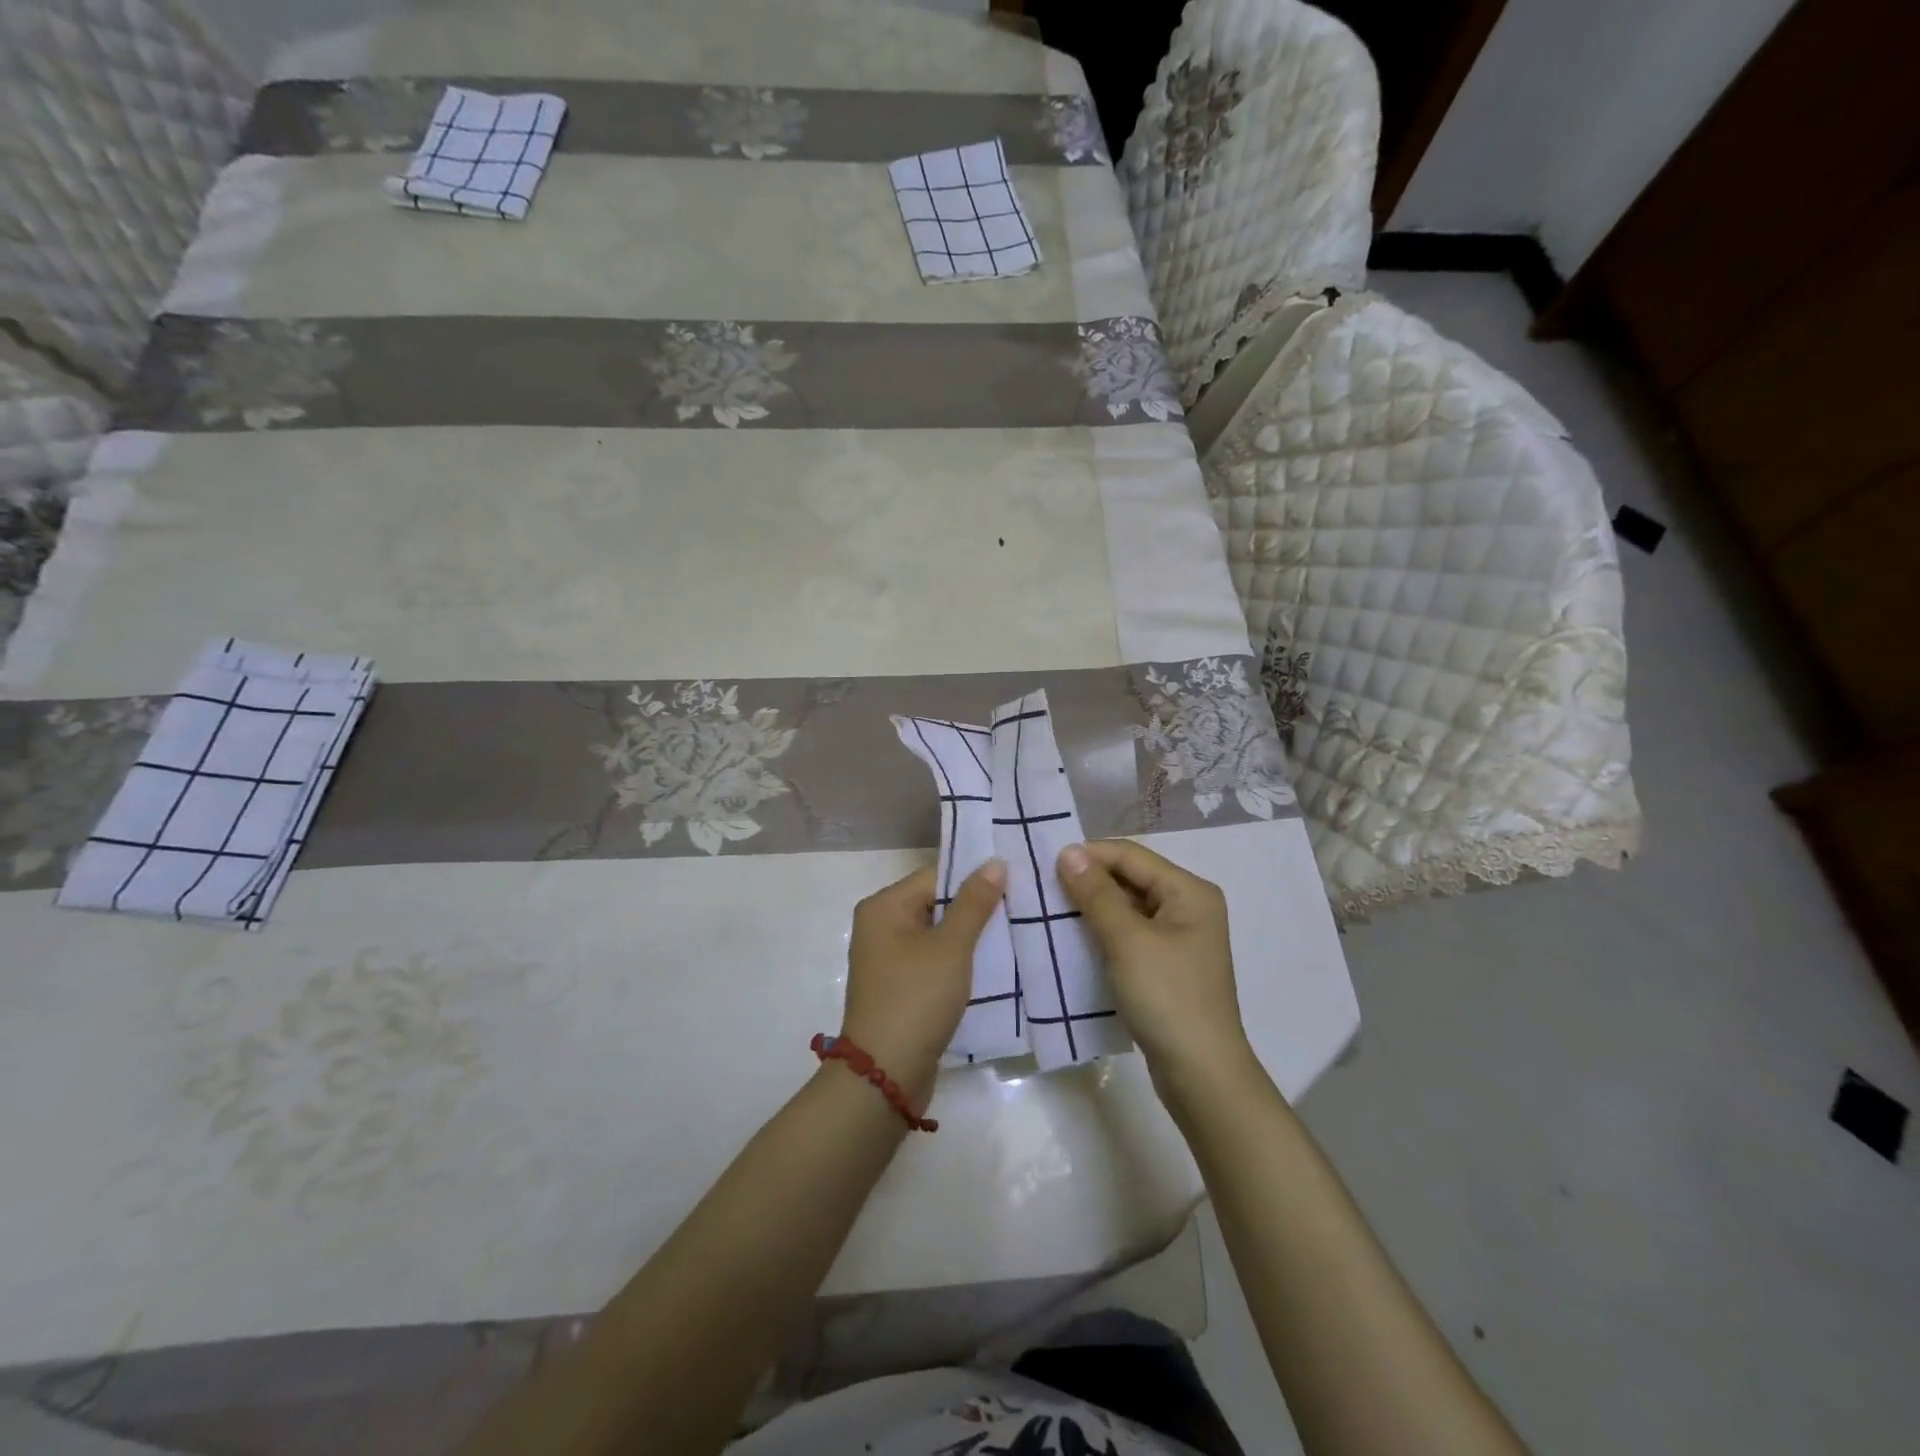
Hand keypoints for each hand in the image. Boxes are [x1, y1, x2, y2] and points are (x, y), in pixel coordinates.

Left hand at [841, 859, 1006, 1101]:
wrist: (885, 1073)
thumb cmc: (917, 998)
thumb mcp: (952, 946)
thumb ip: (974, 902)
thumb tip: (995, 862)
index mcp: (884, 907)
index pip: (935, 876)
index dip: (974, 879)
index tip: (1014, 884)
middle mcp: (880, 926)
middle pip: (936, 904)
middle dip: (975, 909)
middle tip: (1020, 909)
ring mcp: (887, 960)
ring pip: (937, 935)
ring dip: (970, 938)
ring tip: (1013, 935)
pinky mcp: (899, 987)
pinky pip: (932, 962)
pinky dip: (957, 963)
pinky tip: (991, 967)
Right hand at [1056, 840, 1252, 1087]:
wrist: (1200, 1074)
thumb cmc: (1167, 998)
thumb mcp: (1126, 941)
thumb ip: (1096, 893)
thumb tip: (1068, 852)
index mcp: (1189, 891)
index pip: (1131, 856)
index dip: (1088, 855)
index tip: (1044, 863)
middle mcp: (1189, 906)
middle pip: (1131, 878)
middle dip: (1088, 880)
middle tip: (1042, 887)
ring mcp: (1179, 937)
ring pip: (1127, 907)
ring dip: (1092, 906)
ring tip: (1051, 910)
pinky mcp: (1167, 964)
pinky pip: (1130, 933)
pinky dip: (1103, 931)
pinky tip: (1073, 939)